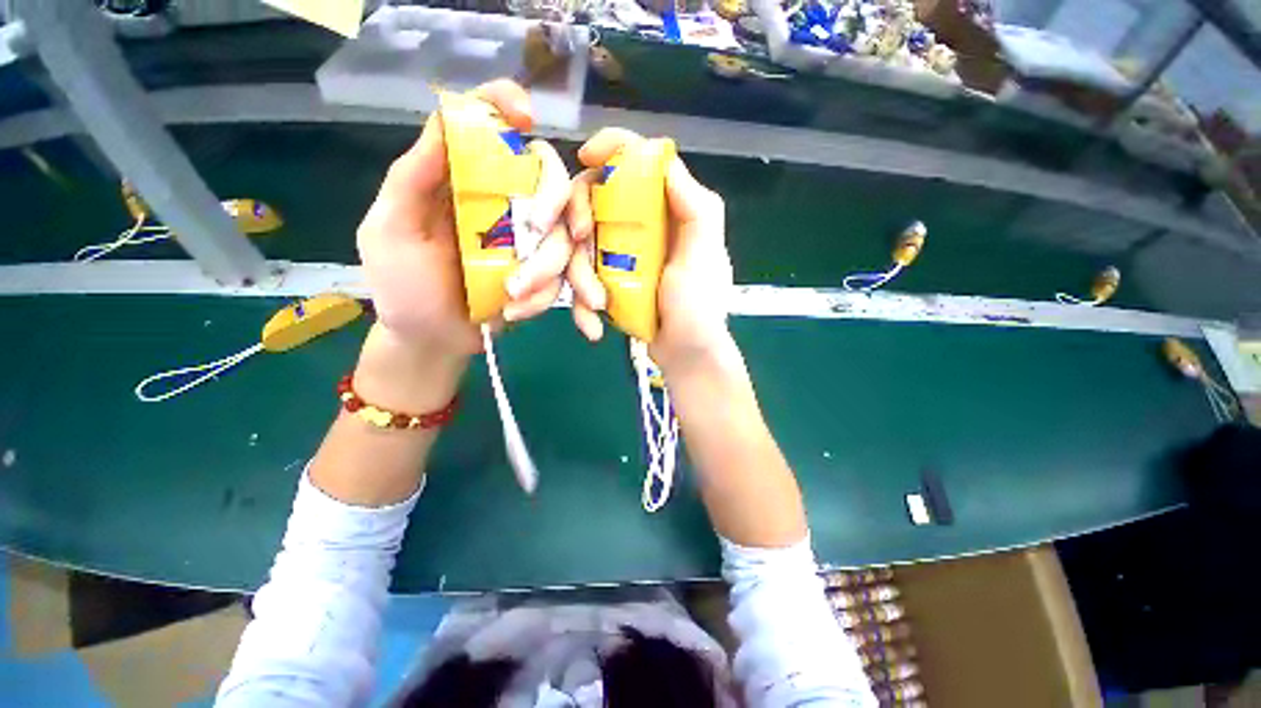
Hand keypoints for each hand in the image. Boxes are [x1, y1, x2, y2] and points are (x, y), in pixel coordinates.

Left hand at [356, 79, 572, 364]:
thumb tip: (445, 123)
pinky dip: (544, 295)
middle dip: (552, 201)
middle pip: (547, 178)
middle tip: (537, 230)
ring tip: (512, 299)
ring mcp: (528, 242)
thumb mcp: (391, 230)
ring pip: (563, 234)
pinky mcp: (543, 274)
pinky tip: (515, 313)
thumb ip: (412, 179)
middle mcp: (502, 205)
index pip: (485, 129)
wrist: (433, 340)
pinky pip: (563, 275)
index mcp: (461, 183)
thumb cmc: (403, 286)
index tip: (523, 114)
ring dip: (546, 268)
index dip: (503, 107)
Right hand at [565, 128, 735, 377]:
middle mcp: (640, 226)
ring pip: (578, 244)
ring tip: (597, 305)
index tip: (587, 157)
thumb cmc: (700, 308)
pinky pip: (579, 279)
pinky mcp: (606, 281)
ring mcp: (618, 255)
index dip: (612, 148)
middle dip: (578, 219)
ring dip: (580, 275)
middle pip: (594, 198)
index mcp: (666, 211)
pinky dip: (581, 302)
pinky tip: (594, 324)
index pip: (638, 162)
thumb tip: (666, 161)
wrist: (685, 355)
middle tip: (580, 243)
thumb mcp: (705, 255)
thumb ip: (696, 208)